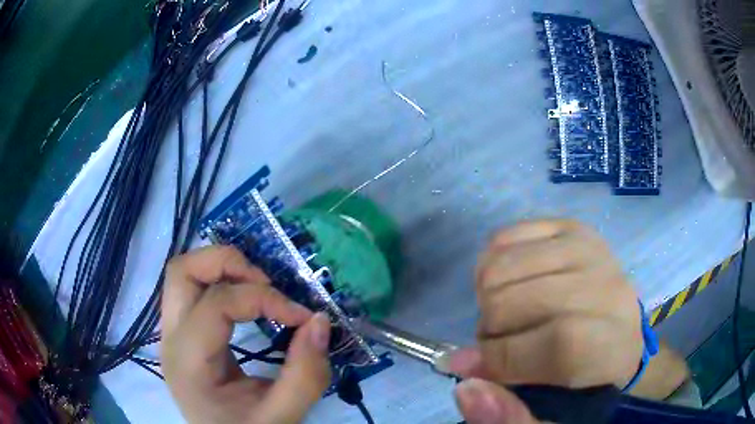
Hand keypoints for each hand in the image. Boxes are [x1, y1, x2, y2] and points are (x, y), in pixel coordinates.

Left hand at [161, 246, 331, 423]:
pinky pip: (192, 289)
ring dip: (222, 268)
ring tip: (258, 288)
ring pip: (183, 273)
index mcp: (188, 363)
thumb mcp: (283, 416)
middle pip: (182, 271)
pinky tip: (244, 300)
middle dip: (228, 263)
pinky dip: (219, 281)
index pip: (216, 304)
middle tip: (267, 283)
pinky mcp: (182, 332)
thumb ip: (306, 375)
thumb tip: (319, 321)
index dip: (264, 299)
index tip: (302, 316)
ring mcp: (171, 333)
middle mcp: (171, 339)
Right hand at [450, 220, 642, 422]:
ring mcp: (587, 248)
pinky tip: (509, 284)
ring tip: (505, 314)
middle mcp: (607, 286)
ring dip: (486, 298)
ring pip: (499, 266)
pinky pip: (503, 237)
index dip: (504, 357)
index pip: (556, 343)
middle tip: (500, 342)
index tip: (476, 369)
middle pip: (515, 300)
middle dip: (489, 329)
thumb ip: (508, 416)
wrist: (620, 334)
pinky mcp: (568, 227)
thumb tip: (463, 387)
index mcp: (611, 344)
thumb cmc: (584, 381)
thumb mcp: (553, 417)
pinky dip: (489, 264)